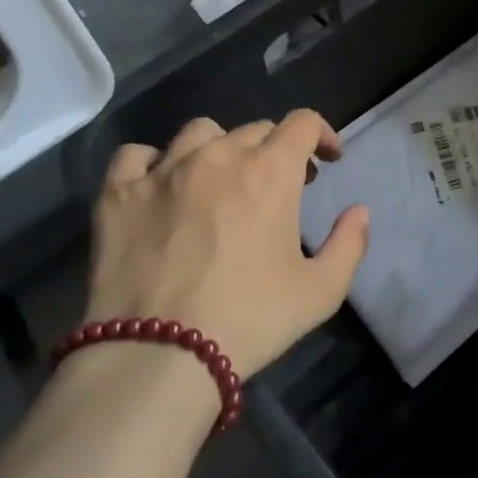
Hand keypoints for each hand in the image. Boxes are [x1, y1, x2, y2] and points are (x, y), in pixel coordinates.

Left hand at [88, 110, 369, 376]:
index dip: (321, 134)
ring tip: (219, 182)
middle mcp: (218, 155)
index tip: (327, 160)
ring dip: (220, 149)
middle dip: (275, 150)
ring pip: (199, 133)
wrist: (158, 354)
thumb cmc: (250, 320)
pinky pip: (136, 155)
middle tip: (278, 186)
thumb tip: (359, 211)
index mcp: (270, 171)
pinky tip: (160, 187)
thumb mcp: (321, 292)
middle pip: (255, 128)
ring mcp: (164, 170)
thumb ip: (349, 244)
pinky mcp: (118, 193)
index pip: (302, 123)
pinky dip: (154, 163)